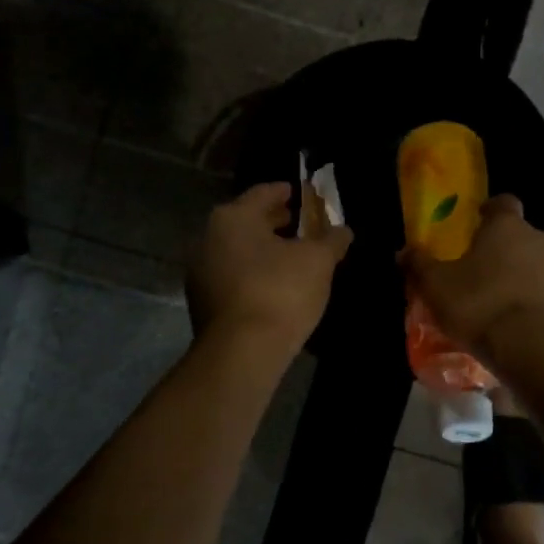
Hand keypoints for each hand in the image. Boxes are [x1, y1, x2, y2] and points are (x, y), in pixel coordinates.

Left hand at [187, 182, 352, 357]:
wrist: (242, 352)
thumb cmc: (281, 291)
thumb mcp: (318, 261)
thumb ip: (332, 239)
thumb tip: (343, 230)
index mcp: (234, 217)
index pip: (263, 193)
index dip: (285, 192)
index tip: (300, 193)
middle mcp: (208, 237)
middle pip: (247, 221)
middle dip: (274, 222)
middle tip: (300, 224)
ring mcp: (200, 271)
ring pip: (237, 250)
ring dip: (262, 250)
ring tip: (291, 257)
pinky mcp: (202, 302)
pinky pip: (231, 276)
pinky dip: (252, 273)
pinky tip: (274, 285)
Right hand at [400, 195, 543, 358]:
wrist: (534, 348)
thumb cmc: (480, 304)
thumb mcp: (436, 286)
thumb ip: (419, 265)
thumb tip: (403, 251)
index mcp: (507, 226)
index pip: (503, 203)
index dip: (490, 210)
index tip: (477, 221)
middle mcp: (540, 239)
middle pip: (520, 235)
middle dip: (502, 248)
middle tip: (480, 269)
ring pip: (536, 264)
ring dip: (520, 275)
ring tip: (498, 300)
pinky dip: (534, 299)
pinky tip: (516, 320)